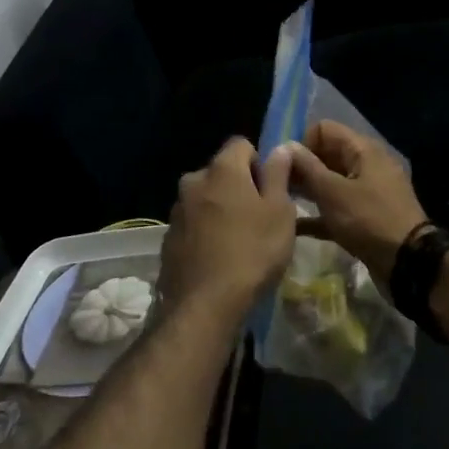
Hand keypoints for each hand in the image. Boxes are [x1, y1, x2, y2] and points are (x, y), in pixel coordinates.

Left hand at [162, 137, 296, 316]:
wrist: (204, 304)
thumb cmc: (252, 252)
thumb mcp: (280, 212)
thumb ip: (278, 175)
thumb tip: (280, 147)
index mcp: (222, 169)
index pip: (241, 144)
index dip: (259, 162)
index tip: (270, 190)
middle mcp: (194, 180)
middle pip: (221, 172)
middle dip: (239, 187)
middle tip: (258, 218)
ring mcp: (177, 209)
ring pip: (205, 198)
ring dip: (220, 209)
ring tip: (238, 242)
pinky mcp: (168, 237)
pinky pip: (193, 223)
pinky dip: (205, 231)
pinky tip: (218, 258)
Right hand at [288, 120, 427, 286]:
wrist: (408, 263)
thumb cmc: (368, 219)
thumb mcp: (333, 192)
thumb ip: (307, 167)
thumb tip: (286, 146)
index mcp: (363, 150)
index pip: (324, 129)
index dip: (301, 141)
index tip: (282, 164)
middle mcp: (366, 165)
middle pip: (326, 155)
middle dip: (301, 167)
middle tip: (276, 184)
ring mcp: (367, 192)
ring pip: (330, 183)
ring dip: (307, 190)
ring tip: (280, 202)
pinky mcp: (365, 217)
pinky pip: (337, 208)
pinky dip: (319, 214)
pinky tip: (294, 228)